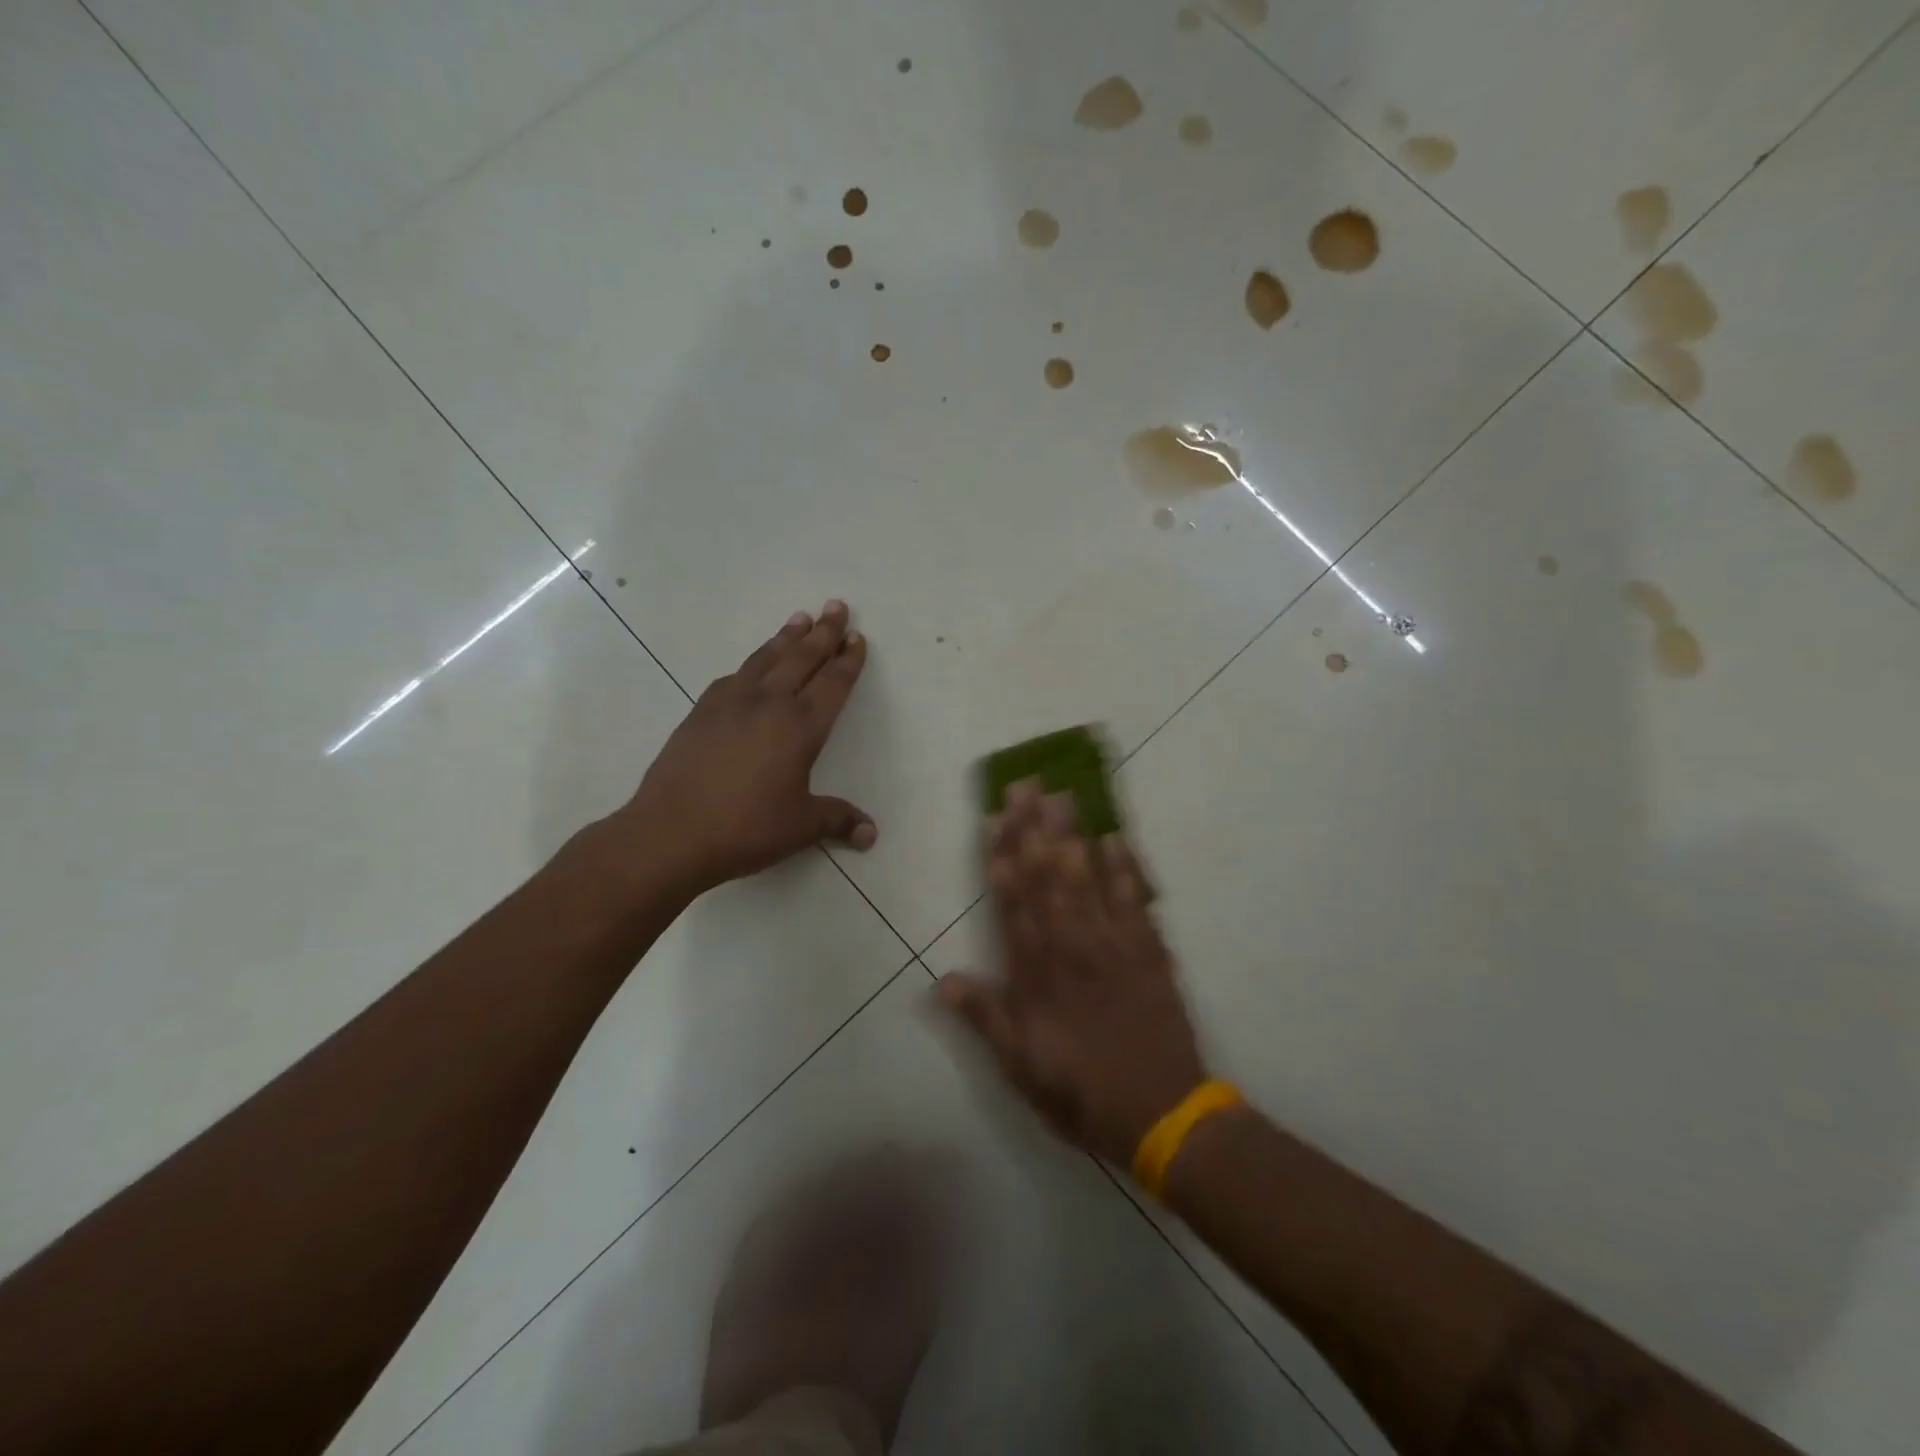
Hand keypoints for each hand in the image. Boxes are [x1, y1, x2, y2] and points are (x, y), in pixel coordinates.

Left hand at [621, 601, 876, 896]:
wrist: (671, 832)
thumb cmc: (746, 828)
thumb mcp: (801, 827)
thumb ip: (838, 821)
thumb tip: (871, 833)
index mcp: (801, 727)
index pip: (832, 684)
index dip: (848, 661)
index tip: (857, 638)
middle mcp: (769, 704)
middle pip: (802, 659)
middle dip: (823, 632)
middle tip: (836, 606)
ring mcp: (731, 704)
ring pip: (766, 659)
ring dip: (787, 637)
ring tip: (800, 618)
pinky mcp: (701, 712)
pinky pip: (734, 676)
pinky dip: (752, 664)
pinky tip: (751, 667)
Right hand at [938, 782, 1206, 1167]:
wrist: (1163, 1114)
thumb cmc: (1082, 1091)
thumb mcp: (1021, 1066)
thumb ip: (985, 1018)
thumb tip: (942, 980)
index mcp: (1037, 972)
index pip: (1013, 902)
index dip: (1002, 857)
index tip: (995, 817)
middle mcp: (1073, 946)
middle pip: (1049, 876)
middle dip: (1034, 827)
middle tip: (1026, 784)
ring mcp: (1114, 943)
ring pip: (1088, 877)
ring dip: (1073, 834)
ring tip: (1062, 795)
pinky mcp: (1149, 950)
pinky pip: (1135, 899)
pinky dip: (1126, 867)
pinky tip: (1115, 837)